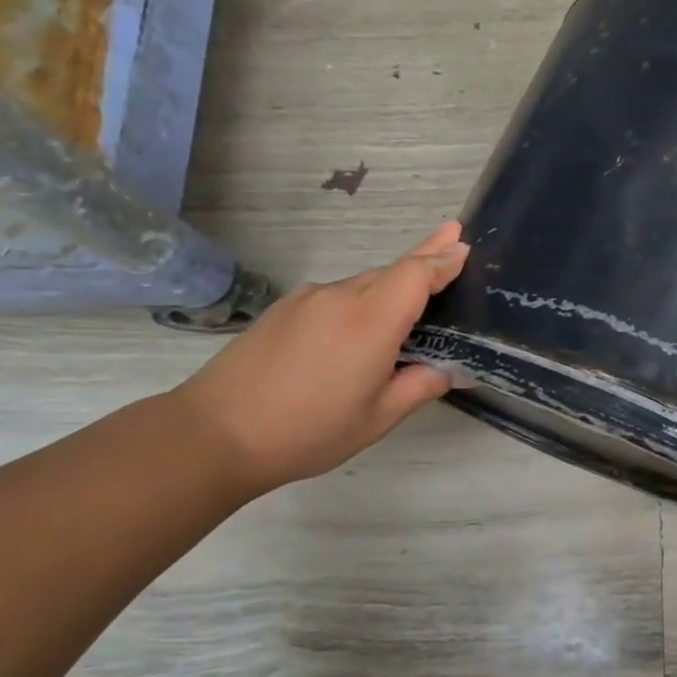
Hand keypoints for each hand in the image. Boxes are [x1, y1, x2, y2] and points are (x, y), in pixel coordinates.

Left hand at [172, 222, 468, 497]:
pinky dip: (359, 303)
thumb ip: (420, 387)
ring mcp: (306, 300)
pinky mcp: (283, 310)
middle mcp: (339, 298)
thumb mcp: (377, 418)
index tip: (463, 243)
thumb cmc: (307, 431)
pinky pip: (335, 297)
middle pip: (391, 272)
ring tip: (409, 312)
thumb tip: (451, 371)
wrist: (214, 433)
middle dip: (424, 262)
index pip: (416, 273)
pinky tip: (358, 334)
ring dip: (390, 289)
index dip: (442, 258)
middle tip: (452, 251)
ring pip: (362, 285)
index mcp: (370, 322)